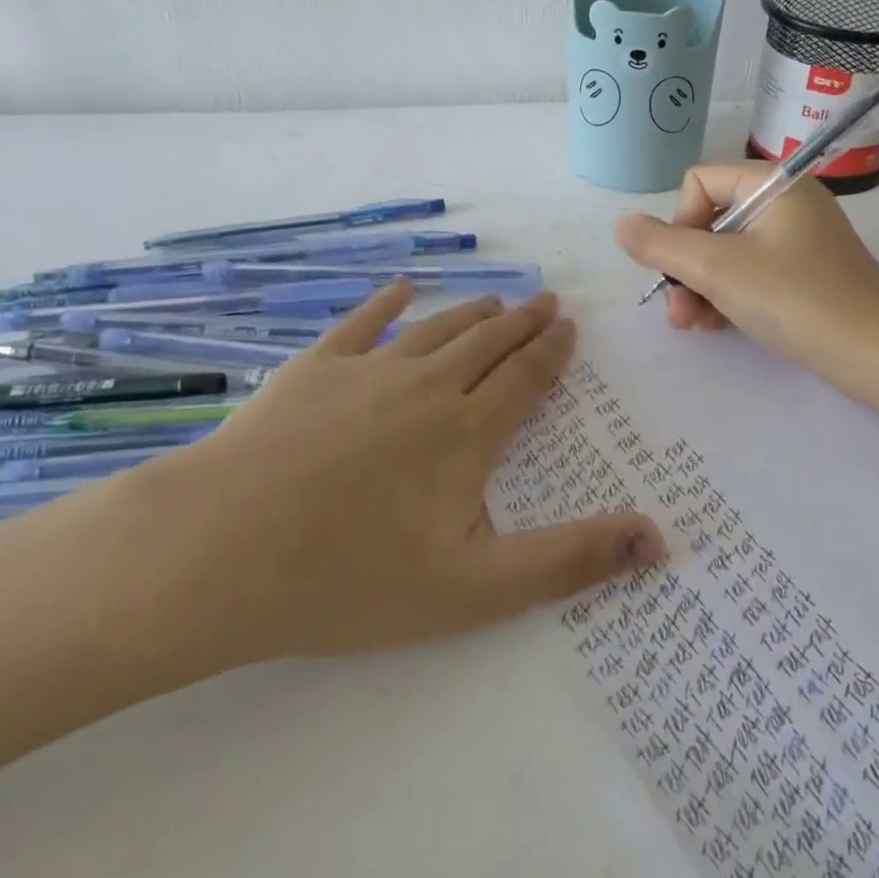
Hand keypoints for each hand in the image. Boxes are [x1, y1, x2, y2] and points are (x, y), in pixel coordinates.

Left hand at [122, 284, 664, 684]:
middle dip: (522, 322)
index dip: (552, 351)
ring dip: (472, 313)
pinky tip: (401, 288)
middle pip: (487, 343)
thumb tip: (658, 540)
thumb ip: (570, 560)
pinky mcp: (313, 369)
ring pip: (435, 329)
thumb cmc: (351, 579)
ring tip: (497, 300)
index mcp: (467, 433)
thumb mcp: (476, 589)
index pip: (525, 378)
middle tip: (546, 301)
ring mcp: (366, 371)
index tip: (569, 327)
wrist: (220, 551)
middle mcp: (426, 386)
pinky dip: (387, 302)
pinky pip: (361, 323)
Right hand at [614, 162, 878, 387]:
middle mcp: (789, 203)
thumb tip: (622, 225)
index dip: (679, 223)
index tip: (681, 267)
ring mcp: (801, 240)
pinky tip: (716, 328)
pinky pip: (753, 273)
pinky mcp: (808, 274)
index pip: (699, 182)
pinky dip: (729, 296)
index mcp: (774, 185)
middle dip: (686, 267)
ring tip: (692, 326)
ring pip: (729, 252)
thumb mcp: (718, 270)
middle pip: (712, 220)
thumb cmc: (795, 300)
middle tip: (677, 313)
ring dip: (701, 287)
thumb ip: (662, 246)